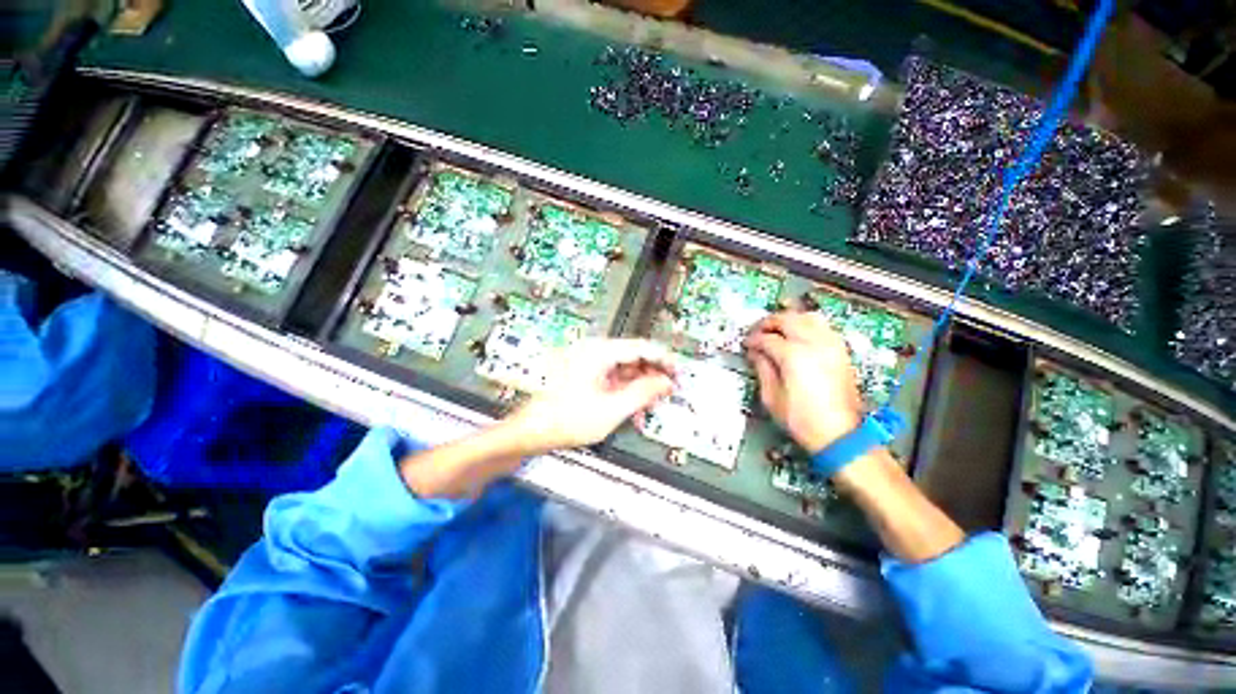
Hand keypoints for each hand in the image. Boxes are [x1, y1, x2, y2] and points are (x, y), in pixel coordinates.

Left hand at [505, 339, 675, 454]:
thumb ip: (642, 393)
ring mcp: (587, 362)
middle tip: (668, 391)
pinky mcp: (584, 374)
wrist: (530, 431)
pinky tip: (632, 406)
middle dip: (652, 375)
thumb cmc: (564, 419)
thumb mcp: (611, 409)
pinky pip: (612, 377)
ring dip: (639, 385)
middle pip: (633, 356)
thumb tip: (665, 383)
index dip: (663, 360)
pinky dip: (625, 390)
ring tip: (651, 403)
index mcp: (599, 352)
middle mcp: (593, 351)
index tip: (678, 373)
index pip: (641, 347)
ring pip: (624, 368)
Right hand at [744, 311, 862, 452]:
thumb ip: (762, 369)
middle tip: (757, 332)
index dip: (753, 340)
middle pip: (788, 319)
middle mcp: (814, 344)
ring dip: (789, 319)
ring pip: (808, 317)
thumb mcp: (771, 397)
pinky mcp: (841, 352)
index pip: (767, 338)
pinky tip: (799, 334)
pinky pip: (824, 327)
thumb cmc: (801, 420)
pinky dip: (808, 325)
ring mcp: (831, 345)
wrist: (840, 435)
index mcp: (793, 355)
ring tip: (777, 329)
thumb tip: (755, 352)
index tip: (745, 345)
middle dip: (768, 323)